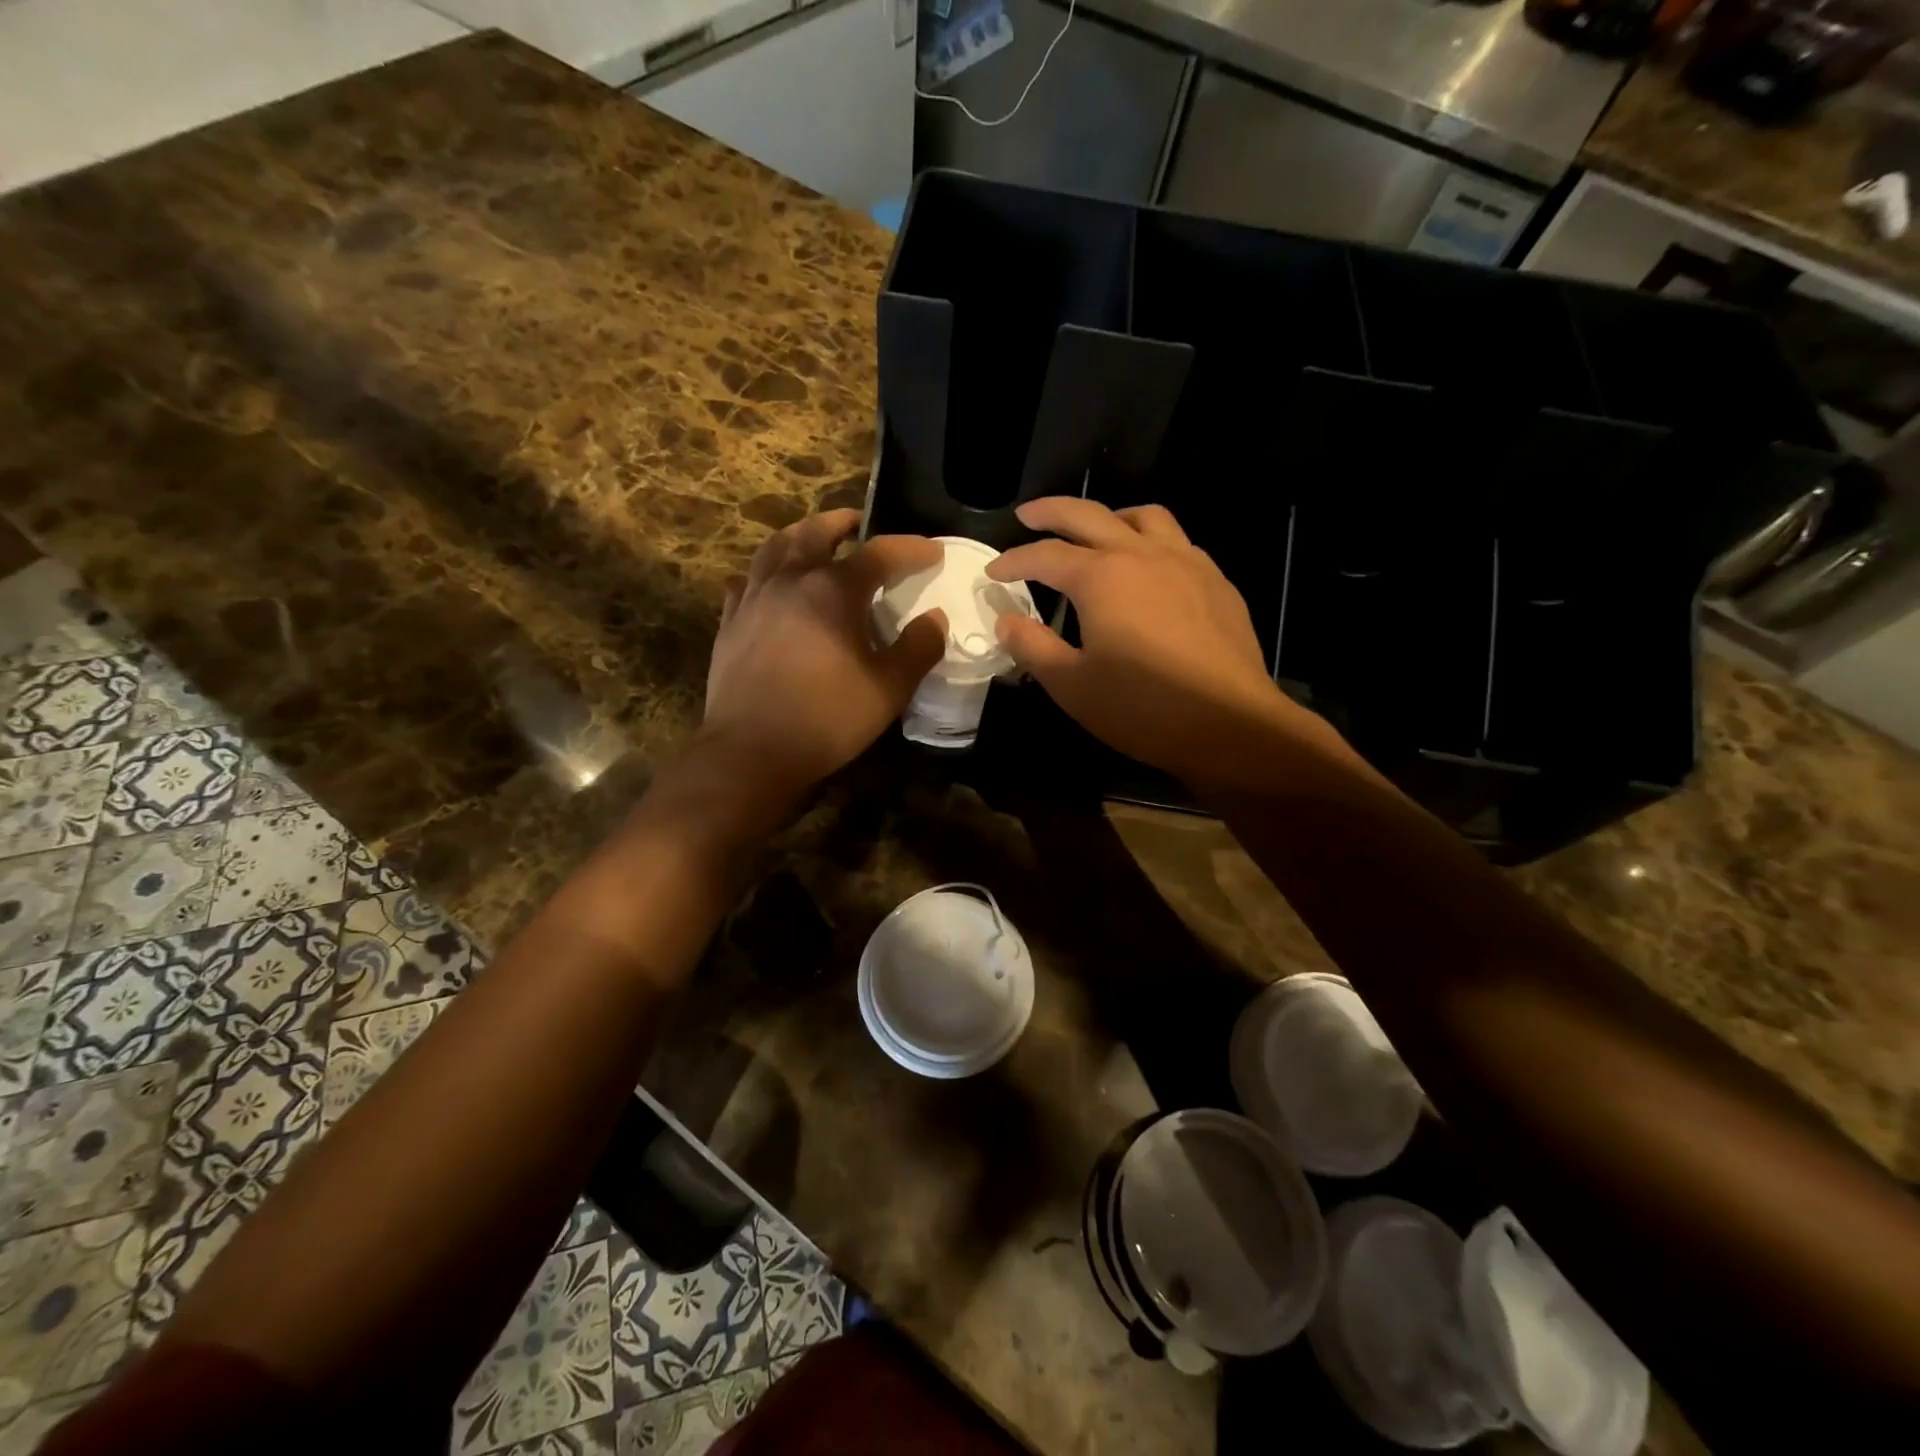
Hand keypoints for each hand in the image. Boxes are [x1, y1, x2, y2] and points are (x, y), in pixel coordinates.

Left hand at [702, 509, 946, 800]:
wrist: (751, 752)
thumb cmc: (826, 718)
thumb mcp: (888, 689)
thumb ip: (917, 649)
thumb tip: (935, 619)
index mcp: (832, 590)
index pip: (879, 553)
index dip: (910, 549)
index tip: (932, 551)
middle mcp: (789, 581)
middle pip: (814, 533)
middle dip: (840, 522)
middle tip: (856, 523)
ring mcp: (752, 600)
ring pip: (773, 549)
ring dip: (797, 536)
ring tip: (811, 539)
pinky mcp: (729, 624)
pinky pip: (745, 582)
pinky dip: (763, 573)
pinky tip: (768, 585)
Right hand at [987, 498, 1341, 788]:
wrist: (1230, 724)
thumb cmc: (1143, 707)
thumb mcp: (1072, 685)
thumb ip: (1033, 647)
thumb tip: (1006, 621)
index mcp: (1102, 577)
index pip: (1045, 555)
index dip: (1013, 560)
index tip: (992, 571)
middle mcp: (1142, 554)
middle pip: (1089, 515)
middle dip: (1052, 512)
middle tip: (1027, 514)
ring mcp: (1186, 563)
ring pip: (1143, 517)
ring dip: (1109, 517)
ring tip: (1095, 532)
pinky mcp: (1216, 581)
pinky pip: (1177, 542)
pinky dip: (1150, 541)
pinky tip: (1149, 569)